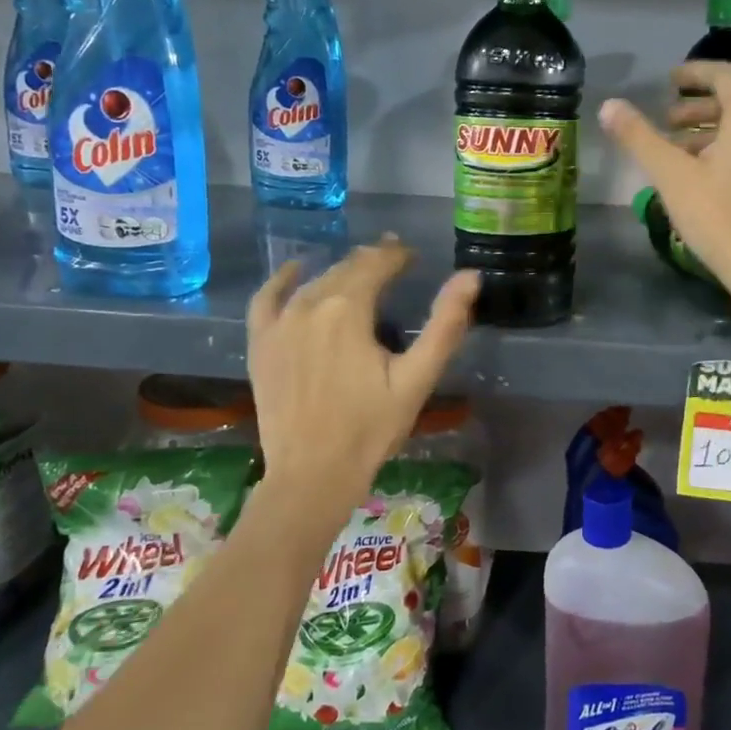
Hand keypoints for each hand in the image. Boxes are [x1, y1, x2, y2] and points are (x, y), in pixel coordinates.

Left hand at [246, 238, 479, 533]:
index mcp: (349, 309)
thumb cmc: (371, 428)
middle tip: (394, 261)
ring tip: (361, 272)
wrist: (312, 474)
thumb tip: (470, 276)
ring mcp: (279, 323)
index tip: (413, 255)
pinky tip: (296, 270)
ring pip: (315, 281)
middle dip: (372, 261)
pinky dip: (283, 280)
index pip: (377, 264)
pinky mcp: (261, 343)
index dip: (397, 255)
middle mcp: (310, 304)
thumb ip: (445, 324)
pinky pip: (267, 298)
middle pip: (346, 269)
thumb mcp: (417, 378)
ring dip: (340, 272)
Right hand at [600, 62, 730, 349]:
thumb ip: (639, 138)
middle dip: (697, 108)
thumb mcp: (672, 176)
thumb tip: (609, 105)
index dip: (694, 73)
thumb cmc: (720, 218)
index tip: (668, 81)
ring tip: (677, 153)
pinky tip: (703, 179)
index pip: (723, 75)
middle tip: (665, 122)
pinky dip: (726, 151)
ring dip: (709, 133)